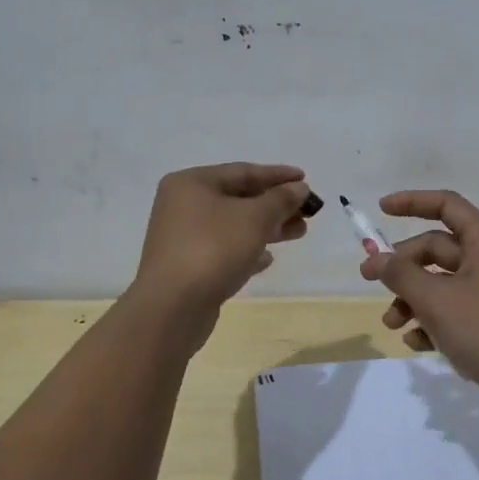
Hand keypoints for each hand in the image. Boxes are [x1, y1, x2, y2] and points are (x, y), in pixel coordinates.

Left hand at [130, 163, 311, 311]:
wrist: (172, 307)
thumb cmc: (213, 249)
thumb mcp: (255, 218)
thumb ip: (281, 199)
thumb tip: (299, 188)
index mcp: (191, 183)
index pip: (242, 171)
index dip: (277, 175)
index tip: (305, 179)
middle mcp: (182, 205)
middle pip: (238, 199)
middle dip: (275, 205)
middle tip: (306, 212)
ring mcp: (182, 238)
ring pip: (233, 226)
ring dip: (267, 228)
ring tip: (299, 232)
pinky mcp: (187, 266)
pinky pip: (223, 250)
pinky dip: (247, 250)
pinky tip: (268, 259)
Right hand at [360, 190, 478, 409]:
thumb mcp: (436, 300)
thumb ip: (401, 275)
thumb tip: (376, 259)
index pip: (446, 204)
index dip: (412, 202)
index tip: (381, 210)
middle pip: (436, 248)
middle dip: (402, 266)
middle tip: (369, 280)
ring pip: (440, 282)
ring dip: (412, 298)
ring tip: (393, 324)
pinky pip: (452, 309)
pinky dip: (431, 321)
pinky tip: (417, 343)